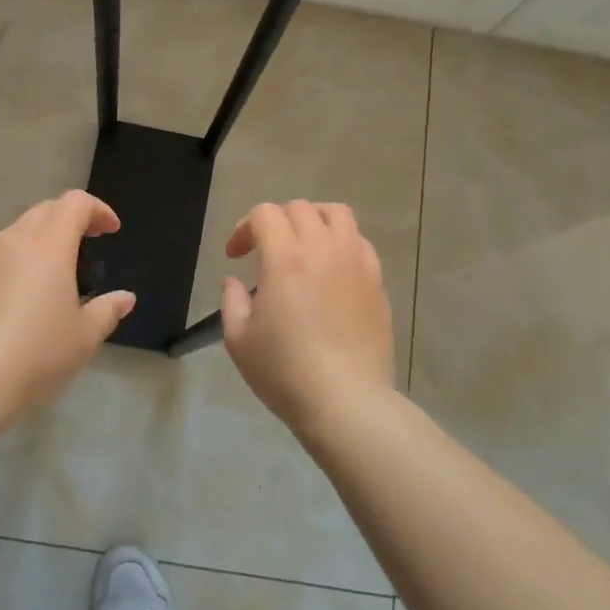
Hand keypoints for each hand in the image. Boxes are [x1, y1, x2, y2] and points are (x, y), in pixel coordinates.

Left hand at [0, 191, 135, 424]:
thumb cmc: (37, 353)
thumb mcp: (84, 337)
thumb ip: (107, 310)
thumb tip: (125, 298)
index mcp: (49, 245)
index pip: (75, 203)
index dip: (98, 210)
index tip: (112, 230)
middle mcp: (14, 240)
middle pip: (45, 210)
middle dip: (70, 218)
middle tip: (88, 241)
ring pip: (17, 231)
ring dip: (41, 238)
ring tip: (55, 269)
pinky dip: (17, 260)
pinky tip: (21, 293)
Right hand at [221, 201, 394, 434]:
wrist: (346, 401)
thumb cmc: (284, 371)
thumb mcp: (238, 340)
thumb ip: (232, 301)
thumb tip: (235, 282)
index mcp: (285, 257)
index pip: (265, 214)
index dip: (244, 228)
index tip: (235, 256)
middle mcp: (323, 249)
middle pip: (301, 208)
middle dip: (276, 221)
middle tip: (265, 250)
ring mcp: (356, 263)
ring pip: (338, 215)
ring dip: (314, 220)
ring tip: (304, 245)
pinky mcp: (377, 282)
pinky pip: (360, 243)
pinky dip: (341, 244)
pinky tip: (332, 271)